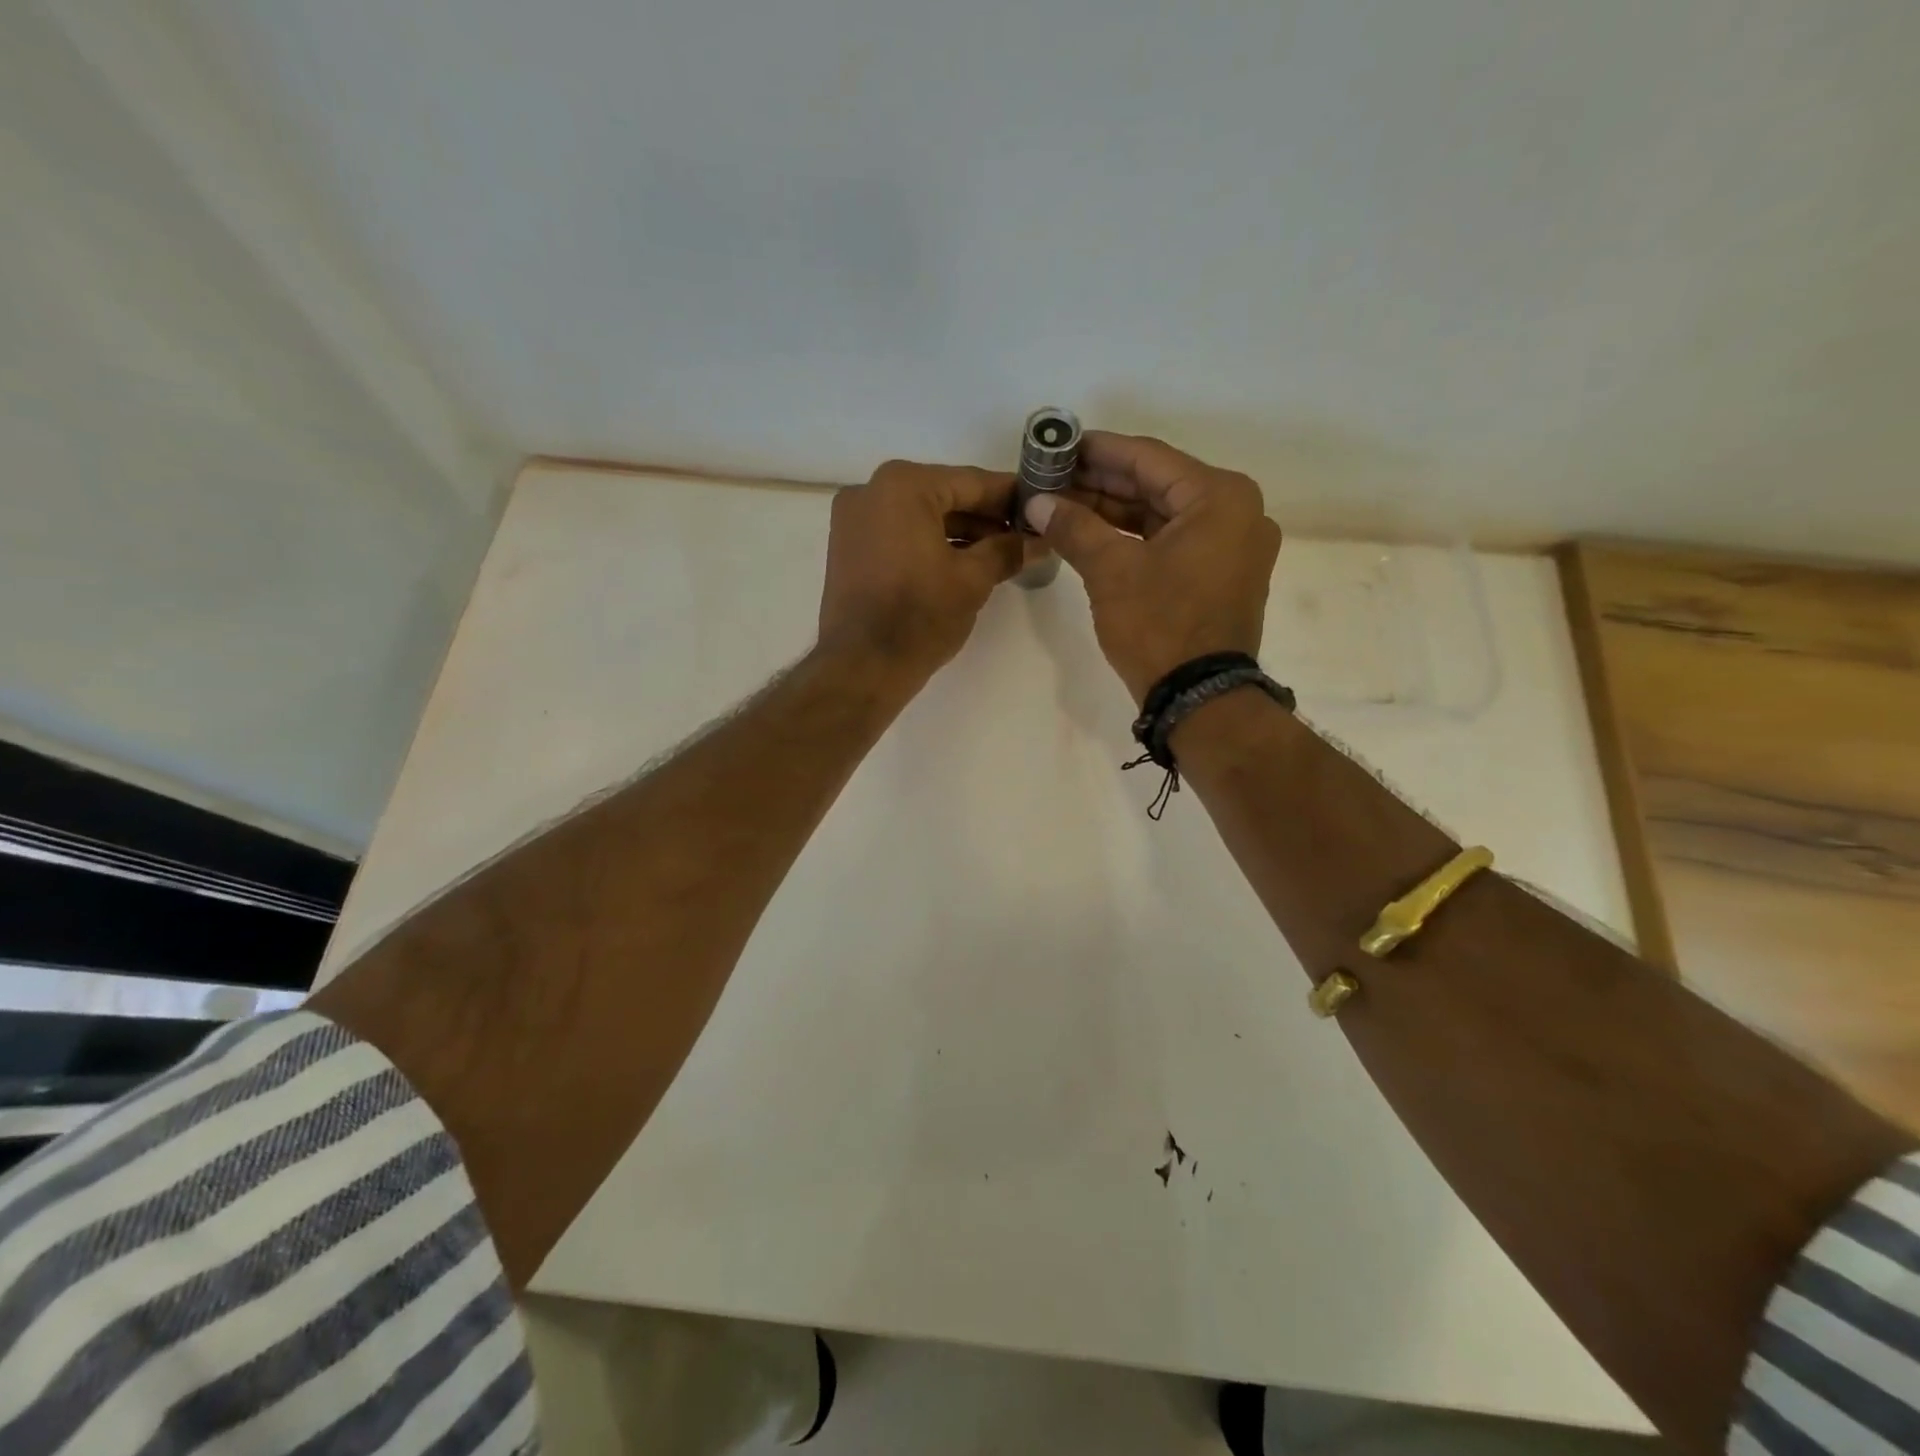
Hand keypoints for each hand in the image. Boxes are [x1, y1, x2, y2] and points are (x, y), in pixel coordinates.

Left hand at [819, 460, 1037, 685]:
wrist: (861, 667)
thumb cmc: (919, 616)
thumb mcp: (973, 580)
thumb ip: (1008, 550)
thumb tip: (1038, 540)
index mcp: (902, 485)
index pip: (971, 481)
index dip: (1011, 496)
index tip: (1041, 505)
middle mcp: (871, 491)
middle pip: (944, 496)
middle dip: (986, 517)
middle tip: (1026, 535)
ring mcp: (854, 520)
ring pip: (921, 516)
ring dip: (961, 533)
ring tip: (1002, 554)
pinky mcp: (848, 548)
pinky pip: (900, 534)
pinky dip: (931, 544)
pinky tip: (965, 562)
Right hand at [1024, 433, 1281, 703]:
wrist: (1200, 699)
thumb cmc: (1160, 626)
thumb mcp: (1111, 571)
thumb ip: (1074, 527)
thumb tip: (1037, 502)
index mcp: (1220, 497)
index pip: (1148, 458)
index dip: (1098, 450)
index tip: (1059, 445)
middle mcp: (1236, 512)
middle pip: (1157, 485)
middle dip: (1102, 483)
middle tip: (1053, 478)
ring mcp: (1233, 545)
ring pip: (1163, 515)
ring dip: (1114, 511)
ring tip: (1064, 505)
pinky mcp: (1222, 574)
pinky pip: (1173, 541)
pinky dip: (1135, 538)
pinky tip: (1093, 533)